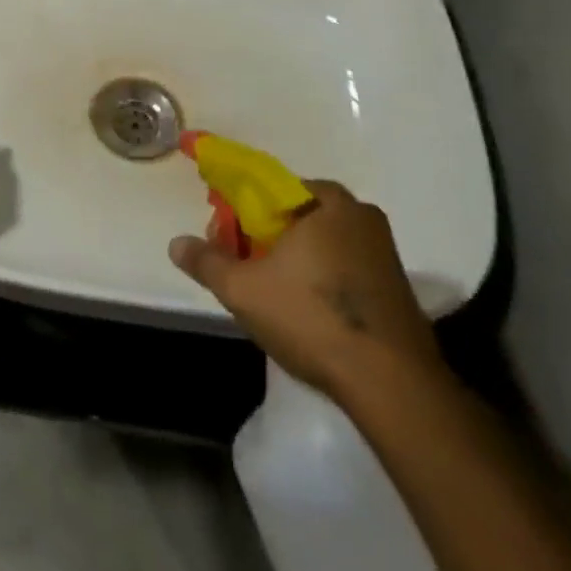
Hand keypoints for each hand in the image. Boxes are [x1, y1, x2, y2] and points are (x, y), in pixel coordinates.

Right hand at [169, 181, 447, 405]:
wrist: (392, 383)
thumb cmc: (312, 317)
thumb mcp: (243, 289)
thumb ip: (207, 261)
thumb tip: (176, 243)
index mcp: (326, 201)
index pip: (269, 187)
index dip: (239, 209)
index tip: (224, 238)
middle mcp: (359, 214)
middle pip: (295, 214)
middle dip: (263, 235)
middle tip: (242, 266)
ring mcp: (383, 250)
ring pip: (320, 241)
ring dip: (291, 258)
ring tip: (268, 293)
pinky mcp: (395, 285)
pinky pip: (343, 265)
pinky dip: (318, 276)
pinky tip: (304, 311)